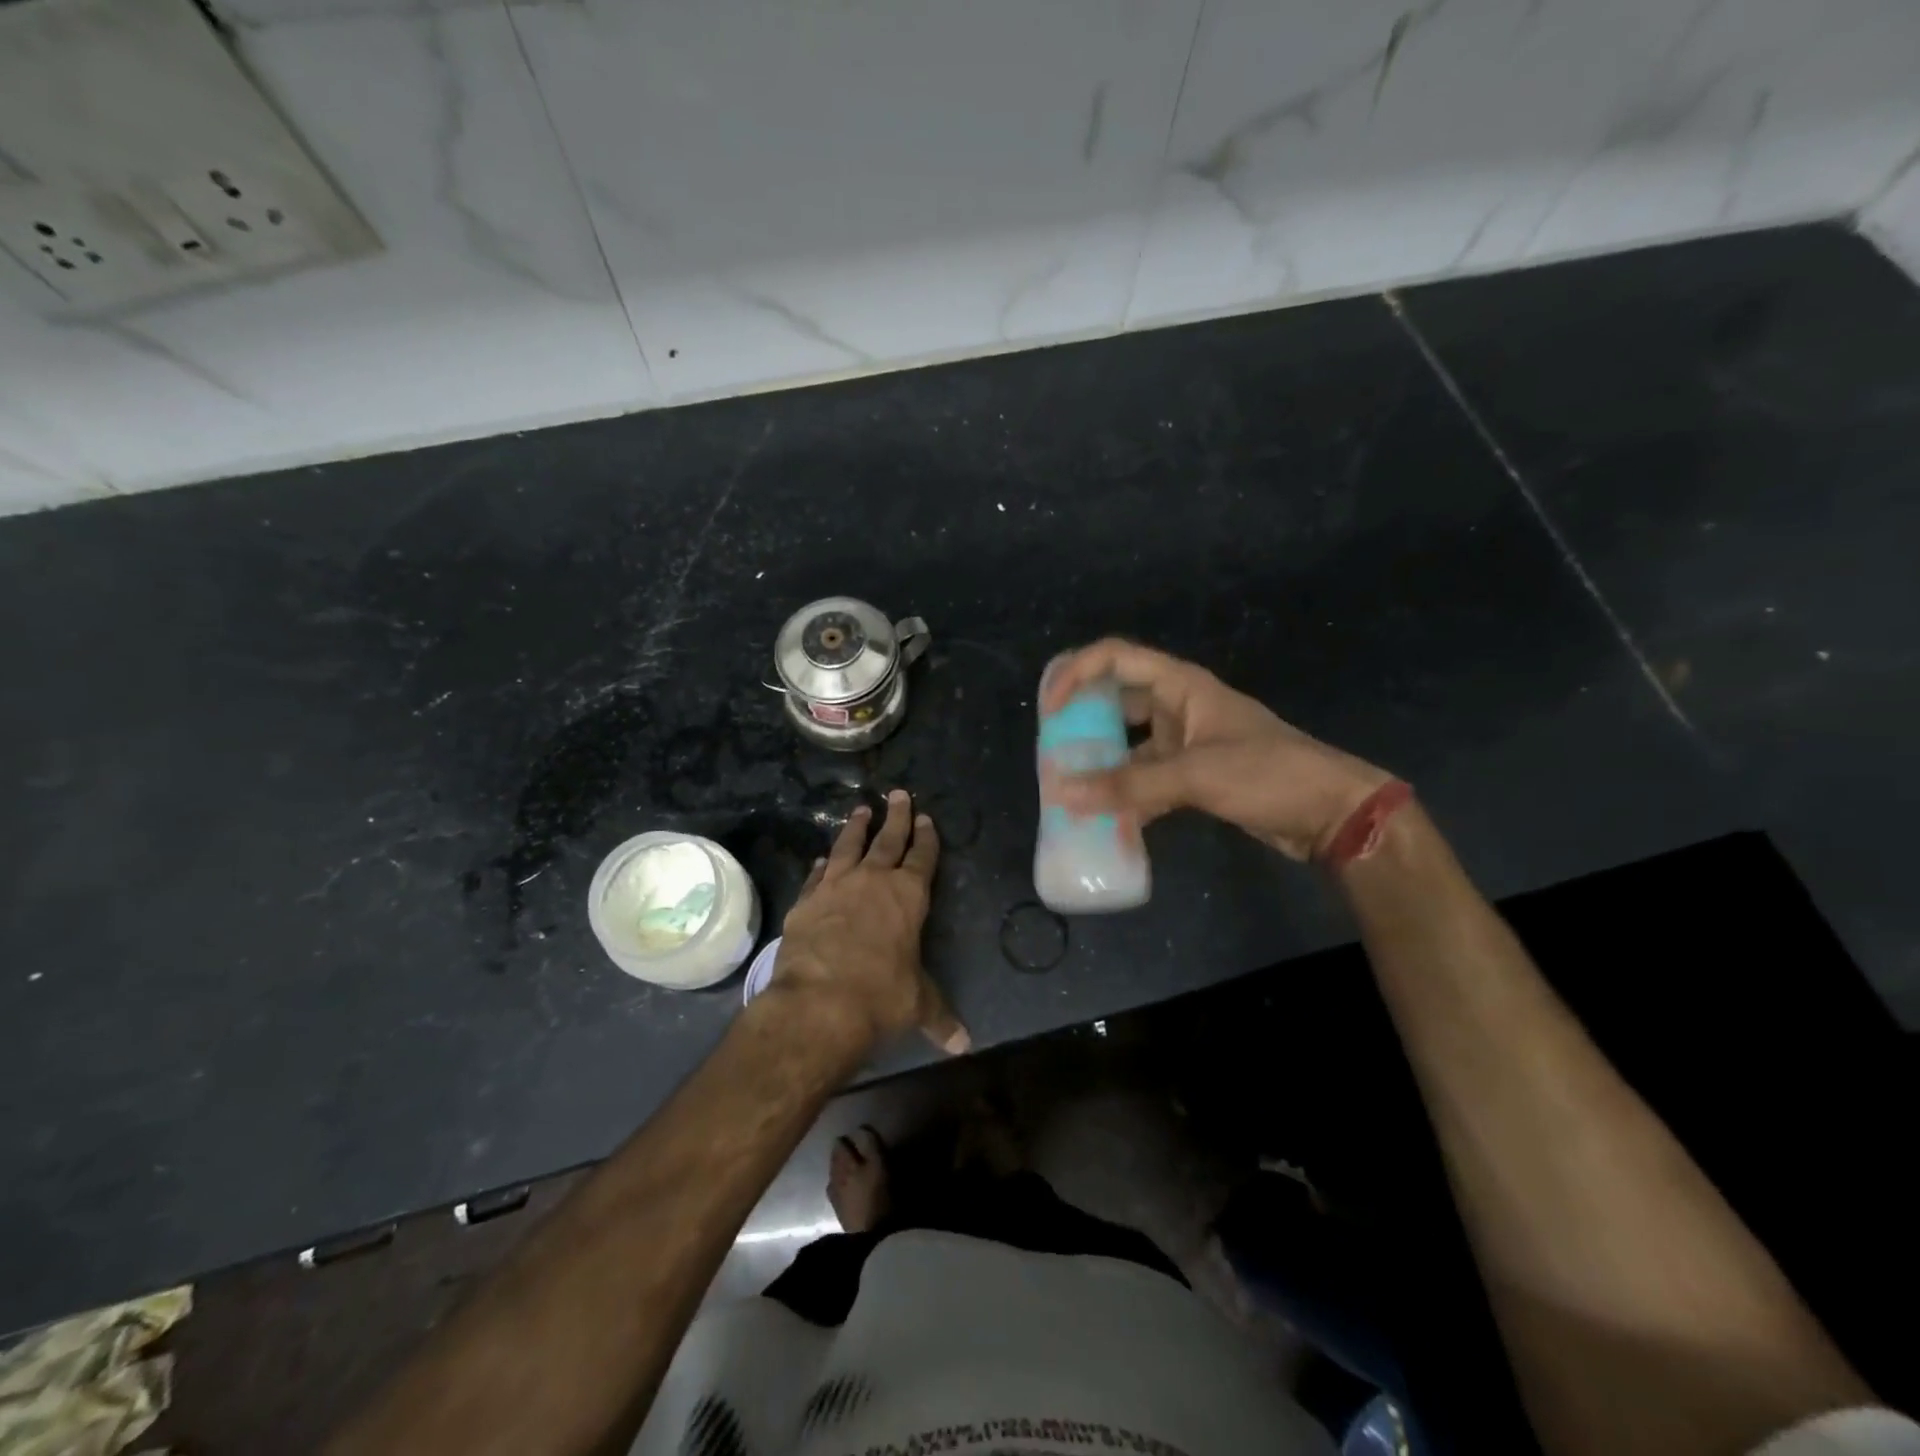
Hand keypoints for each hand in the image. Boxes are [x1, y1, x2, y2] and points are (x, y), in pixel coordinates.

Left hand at [769, 790, 969, 1056]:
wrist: (818, 1004)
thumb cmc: (880, 998)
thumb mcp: (917, 1006)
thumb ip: (940, 1017)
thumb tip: (964, 1046)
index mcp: (908, 896)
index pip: (922, 857)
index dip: (926, 837)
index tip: (927, 818)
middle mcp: (873, 881)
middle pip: (888, 839)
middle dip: (896, 816)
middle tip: (898, 794)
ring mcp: (835, 888)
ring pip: (849, 847)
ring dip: (856, 828)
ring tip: (861, 810)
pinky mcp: (806, 902)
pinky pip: (817, 875)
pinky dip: (822, 865)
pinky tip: (822, 859)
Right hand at [1042, 639, 1392, 860]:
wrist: (1331, 814)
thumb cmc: (1268, 774)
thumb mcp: (1197, 774)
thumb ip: (1130, 785)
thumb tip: (1065, 794)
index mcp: (1181, 686)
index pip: (1116, 659)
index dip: (1076, 673)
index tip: (1049, 708)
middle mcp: (1178, 707)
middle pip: (1116, 701)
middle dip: (1081, 722)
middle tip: (1048, 749)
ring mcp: (1185, 743)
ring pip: (1128, 745)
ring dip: (1101, 764)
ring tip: (1066, 787)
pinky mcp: (1192, 777)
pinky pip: (1145, 779)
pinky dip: (1125, 796)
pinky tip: (1103, 819)